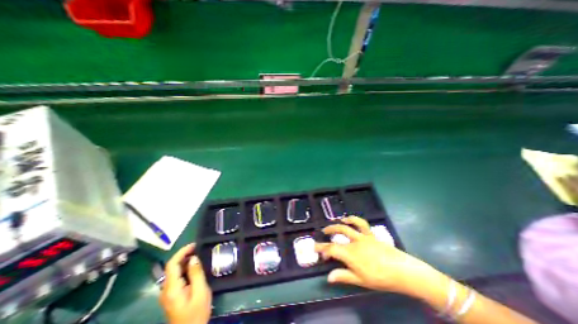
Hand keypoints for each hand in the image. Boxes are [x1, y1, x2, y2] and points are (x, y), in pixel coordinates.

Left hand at [160, 244, 210, 323]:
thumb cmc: (196, 313)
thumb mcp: (200, 292)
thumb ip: (196, 274)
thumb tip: (194, 258)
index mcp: (172, 288)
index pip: (172, 264)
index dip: (182, 251)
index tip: (194, 245)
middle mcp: (166, 289)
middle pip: (171, 267)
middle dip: (184, 255)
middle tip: (199, 248)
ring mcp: (167, 293)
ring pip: (174, 271)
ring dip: (185, 261)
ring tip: (198, 255)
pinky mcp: (172, 295)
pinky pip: (176, 277)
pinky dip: (185, 268)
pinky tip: (194, 267)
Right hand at [316, 216, 437, 296]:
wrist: (402, 270)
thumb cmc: (380, 278)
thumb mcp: (360, 281)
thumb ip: (343, 276)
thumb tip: (328, 276)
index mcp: (350, 254)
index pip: (331, 249)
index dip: (321, 248)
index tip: (315, 247)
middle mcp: (354, 242)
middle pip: (337, 234)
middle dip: (328, 233)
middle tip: (322, 234)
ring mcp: (362, 236)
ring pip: (347, 226)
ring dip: (337, 225)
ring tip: (331, 226)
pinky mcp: (370, 234)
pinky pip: (361, 223)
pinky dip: (353, 219)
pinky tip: (348, 219)